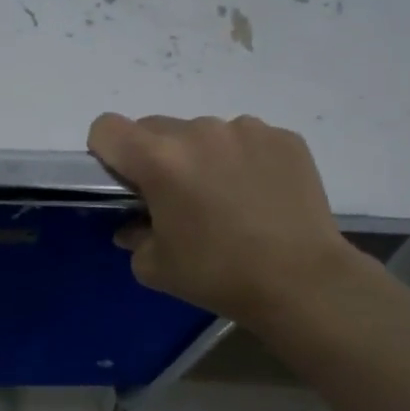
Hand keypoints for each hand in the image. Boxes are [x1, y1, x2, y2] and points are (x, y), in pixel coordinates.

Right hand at [87, 112, 368, 328]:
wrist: (303, 282)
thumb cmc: (217, 275)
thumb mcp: (154, 267)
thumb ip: (133, 236)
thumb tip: (135, 225)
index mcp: (158, 160)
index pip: (106, 128)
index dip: (106, 153)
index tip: (124, 181)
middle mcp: (198, 132)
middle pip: (153, 128)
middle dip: (153, 157)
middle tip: (175, 197)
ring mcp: (245, 130)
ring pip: (201, 132)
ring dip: (199, 156)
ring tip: (224, 197)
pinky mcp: (283, 138)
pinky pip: (244, 138)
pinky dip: (241, 159)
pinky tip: (257, 195)